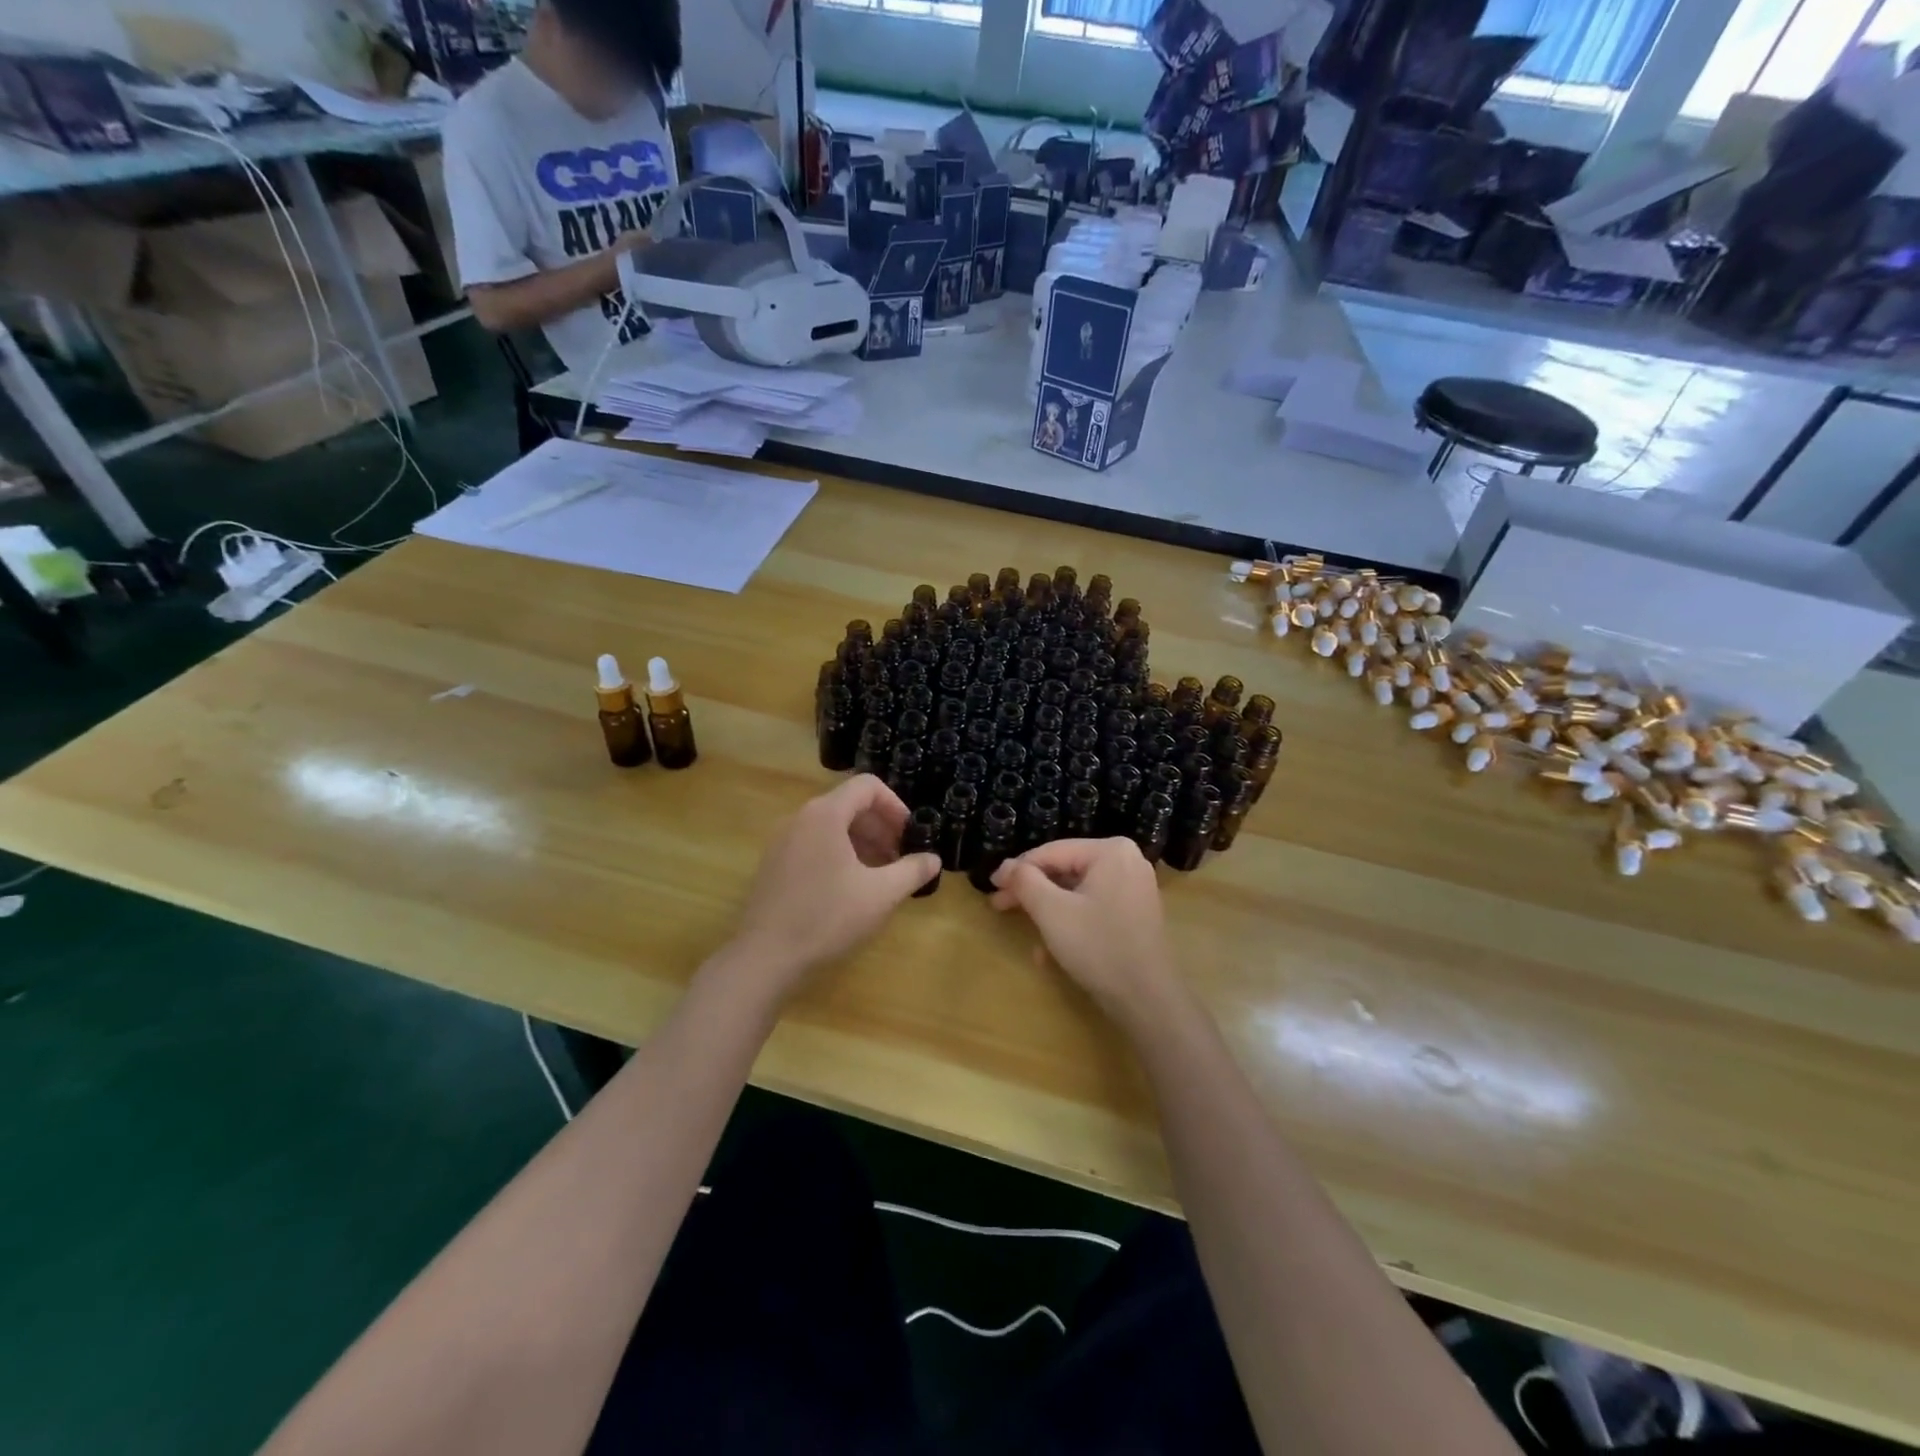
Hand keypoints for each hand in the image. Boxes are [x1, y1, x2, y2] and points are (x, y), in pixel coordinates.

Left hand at [723, 775, 941, 1000]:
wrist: (765, 957)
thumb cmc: (827, 918)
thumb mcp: (881, 895)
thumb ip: (912, 871)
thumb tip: (934, 859)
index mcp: (825, 815)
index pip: (867, 786)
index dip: (896, 806)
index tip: (909, 835)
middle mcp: (800, 818)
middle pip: (849, 805)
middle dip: (880, 827)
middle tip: (899, 858)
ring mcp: (782, 840)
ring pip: (831, 826)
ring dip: (861, 842)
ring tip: (879, 876)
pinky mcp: (774, 863)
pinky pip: (813, 843)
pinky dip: (838, 854)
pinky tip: (849, 888)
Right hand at [989, 838, 1178, 1026]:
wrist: (1147, 1000)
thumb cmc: (1098, 946)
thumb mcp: (1052, 911)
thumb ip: (1025, 881)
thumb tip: (1005, 866)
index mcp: (1110, 850)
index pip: (1051, 852)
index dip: (1016, 869)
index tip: (991, 885)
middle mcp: (1126, 861)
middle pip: (1064, 870)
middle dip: (1031, 891)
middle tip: (998, 904)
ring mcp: (1133, 887)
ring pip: (1076, 891)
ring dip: (1047, 911)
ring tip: (1022, 929)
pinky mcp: (1134, 912)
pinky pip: (1092, 907)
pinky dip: (1070, 922)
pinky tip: (1049, 951)